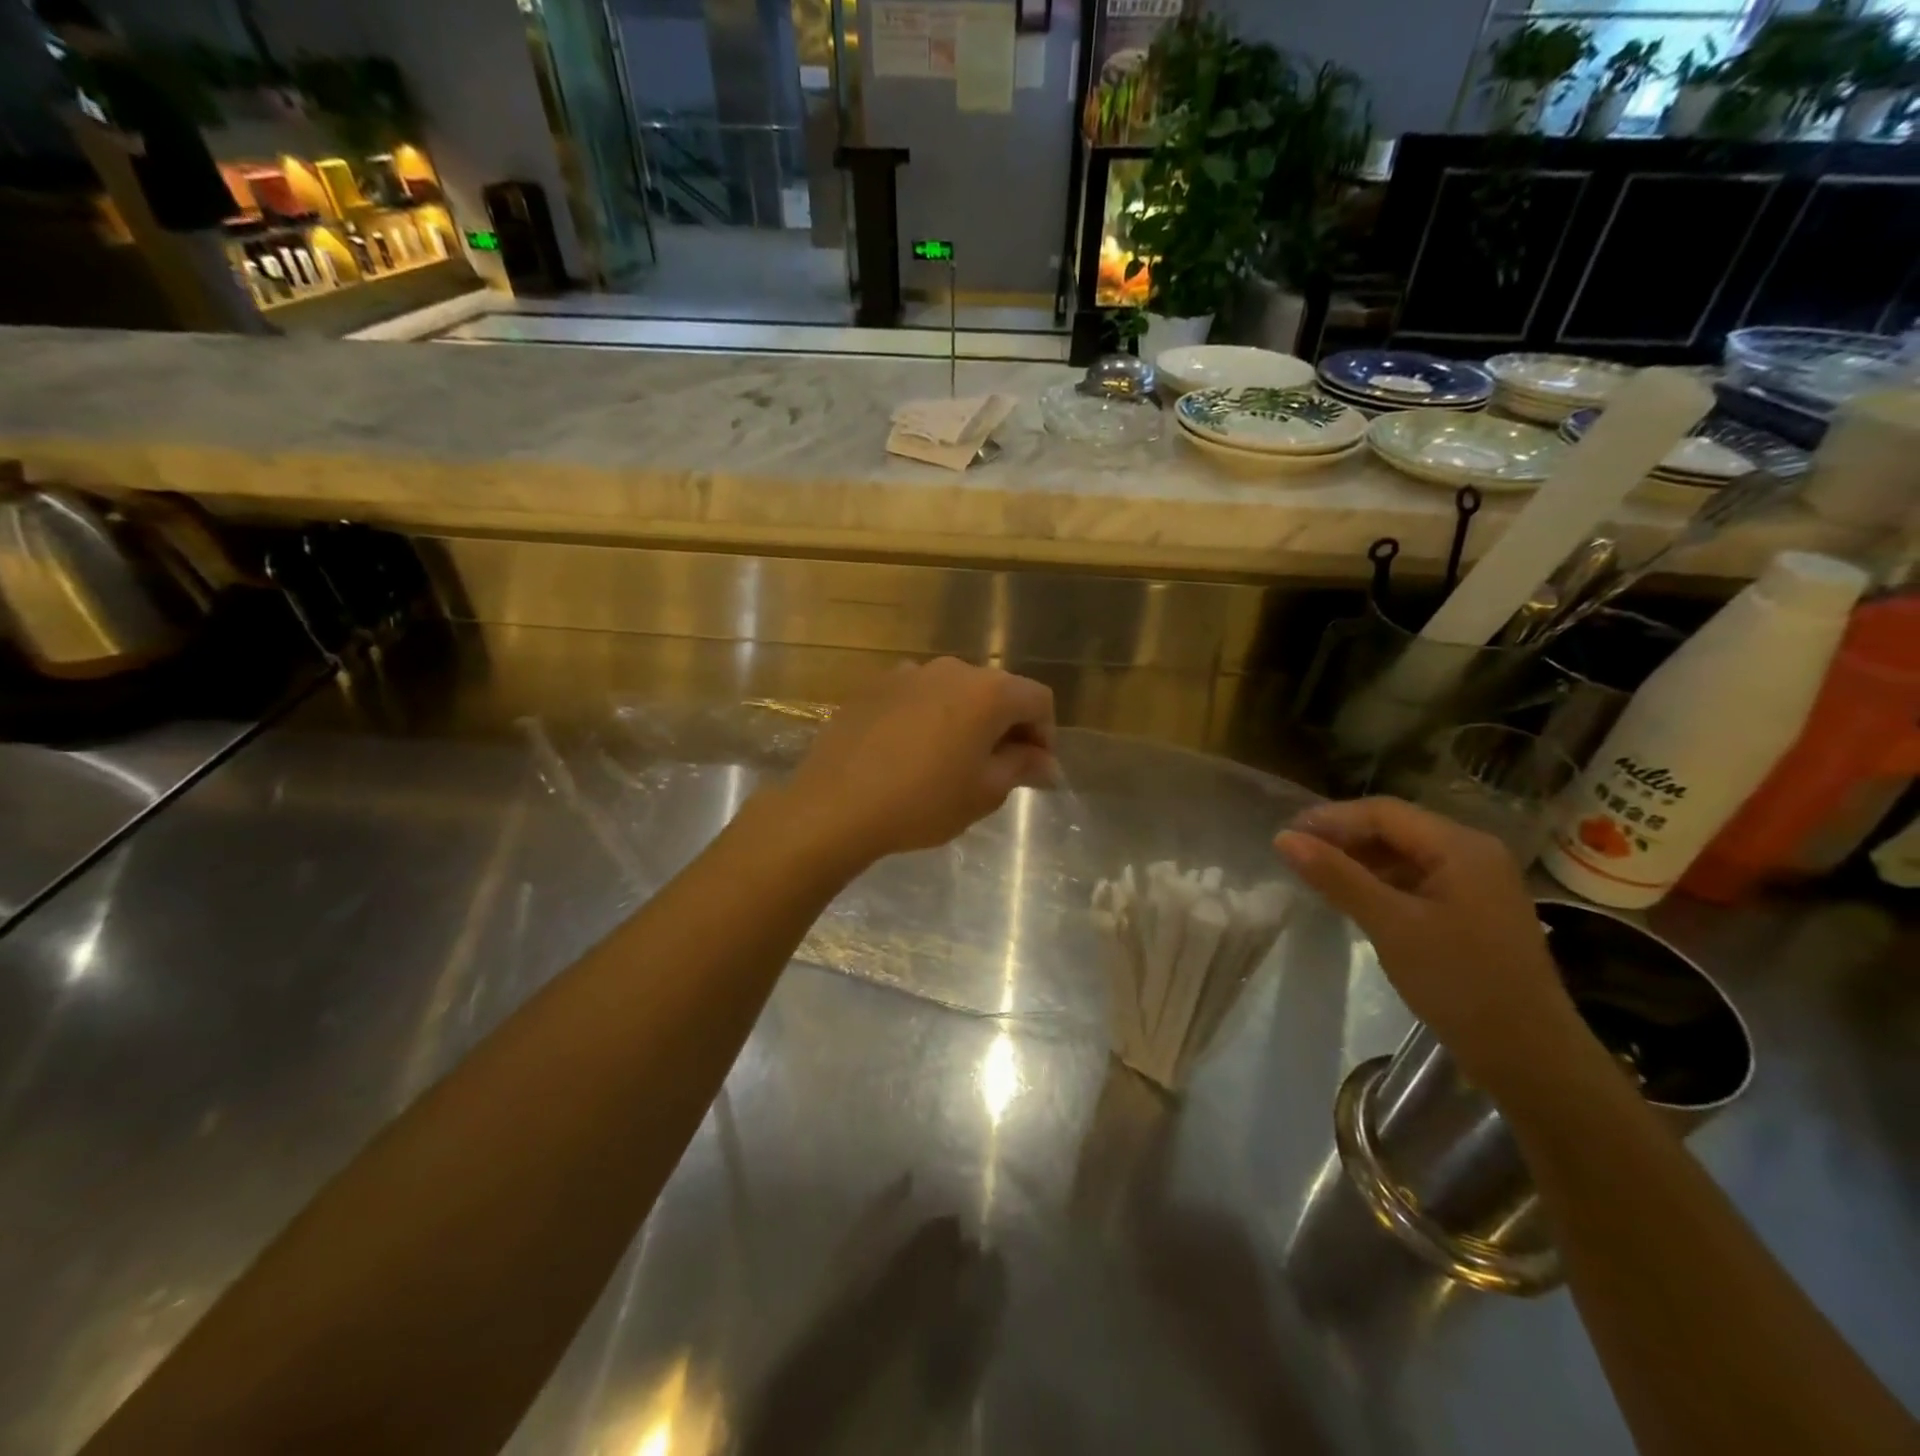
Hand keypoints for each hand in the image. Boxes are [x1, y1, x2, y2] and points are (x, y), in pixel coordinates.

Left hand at [783, 658, 1056, 866]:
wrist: (835, 804)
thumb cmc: (922, 802)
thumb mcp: (984, 792)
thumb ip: (1022, 767)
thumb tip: (1044, 761)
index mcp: (988, 691)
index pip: (1038, 699)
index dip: (1045, 734)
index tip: (1034, 770)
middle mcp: (951, 669)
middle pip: (996, 690)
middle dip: (1006, 726)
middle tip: (999, 769)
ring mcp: (908, 673)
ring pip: (954, 692)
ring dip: (965, 720)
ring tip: (951, 761)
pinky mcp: (874, 686)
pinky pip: (917, 697)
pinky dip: (928, 718)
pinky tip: (911, 753)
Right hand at [1274, 797, 1582, 1088]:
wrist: (1529, 1056)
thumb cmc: (1459, 981)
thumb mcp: (1390, 924)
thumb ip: (1337, 876)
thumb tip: (1283, 838)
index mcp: (1462, 847)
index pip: (1384, 813)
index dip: (1332, 819)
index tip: (1285, 835)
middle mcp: (1474, 853)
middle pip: (1396, 829)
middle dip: (1344, 837)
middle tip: (1295, 854)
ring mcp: (1477, 883)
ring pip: (1405, 854)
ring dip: (1360, 860)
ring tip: (1316, 875)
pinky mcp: (1473, 910)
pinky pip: (1417, 879)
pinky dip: (1381, 882)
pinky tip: (1354, 897)